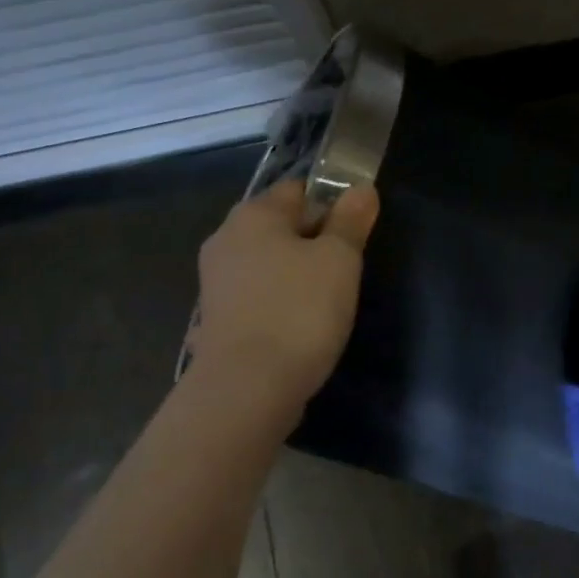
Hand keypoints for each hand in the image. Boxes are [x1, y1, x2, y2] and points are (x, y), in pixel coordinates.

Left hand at [183, 180, 379, 414]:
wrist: (247, 389)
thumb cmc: (299, 310)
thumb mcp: (340, 259)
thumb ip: (350, 220)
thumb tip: (361, 188)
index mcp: (253, 215)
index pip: (299, 189)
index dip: (332, 202)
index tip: (358, 230)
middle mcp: (226, 239)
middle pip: (281, 226)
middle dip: (315, 240)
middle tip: (348, 266)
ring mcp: (216, 282)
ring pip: (270, 263)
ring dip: (297, 274)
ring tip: (329, 300)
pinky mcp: (217, 319)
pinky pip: (258, 297)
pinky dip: (280, 303)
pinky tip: (300, 325)